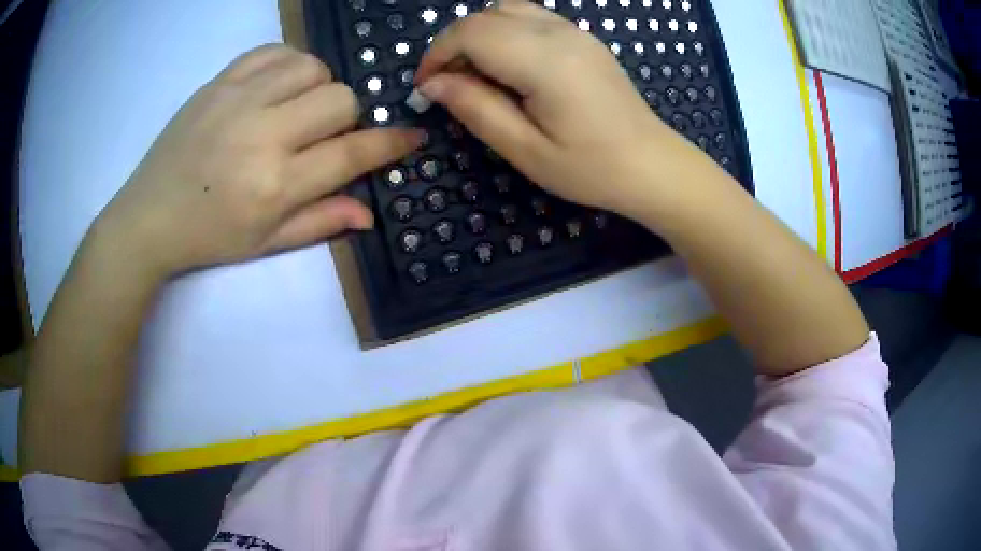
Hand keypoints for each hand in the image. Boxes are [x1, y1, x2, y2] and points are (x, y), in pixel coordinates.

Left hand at [97, 44, 422, 280]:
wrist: (148, 217)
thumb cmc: (207, 237)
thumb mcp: (264, 243)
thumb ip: (319, 222)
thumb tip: (368, 212)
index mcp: (275, 185)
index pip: (351, 154)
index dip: (390, 143)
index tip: (412, 137)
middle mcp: (262, 135)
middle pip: (339, 99)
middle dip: (346, 118)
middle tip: (323, 135)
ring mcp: (238, 101)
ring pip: (311, 68)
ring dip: (317, 87)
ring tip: (297, 108)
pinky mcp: (219, 82)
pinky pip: (273, 51)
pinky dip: (288, 63)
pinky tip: (278, 85)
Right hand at [415, 0, 705, 218]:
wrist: (653, 165)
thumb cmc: (592, 168)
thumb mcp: (526, 150)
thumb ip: (476, 109)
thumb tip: (434, 84)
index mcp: (544, 60)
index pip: (471, 32)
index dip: (437, 54)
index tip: (425, 88)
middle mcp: (559, 33)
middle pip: (486, 15)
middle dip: (454, 44)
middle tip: (449, 85)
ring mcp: (575, 31)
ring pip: (508, 10)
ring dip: (480, 35)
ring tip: (476, 75)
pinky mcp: (583, 38)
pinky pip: (531, 18)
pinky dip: (505, 33)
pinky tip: (509, 66)